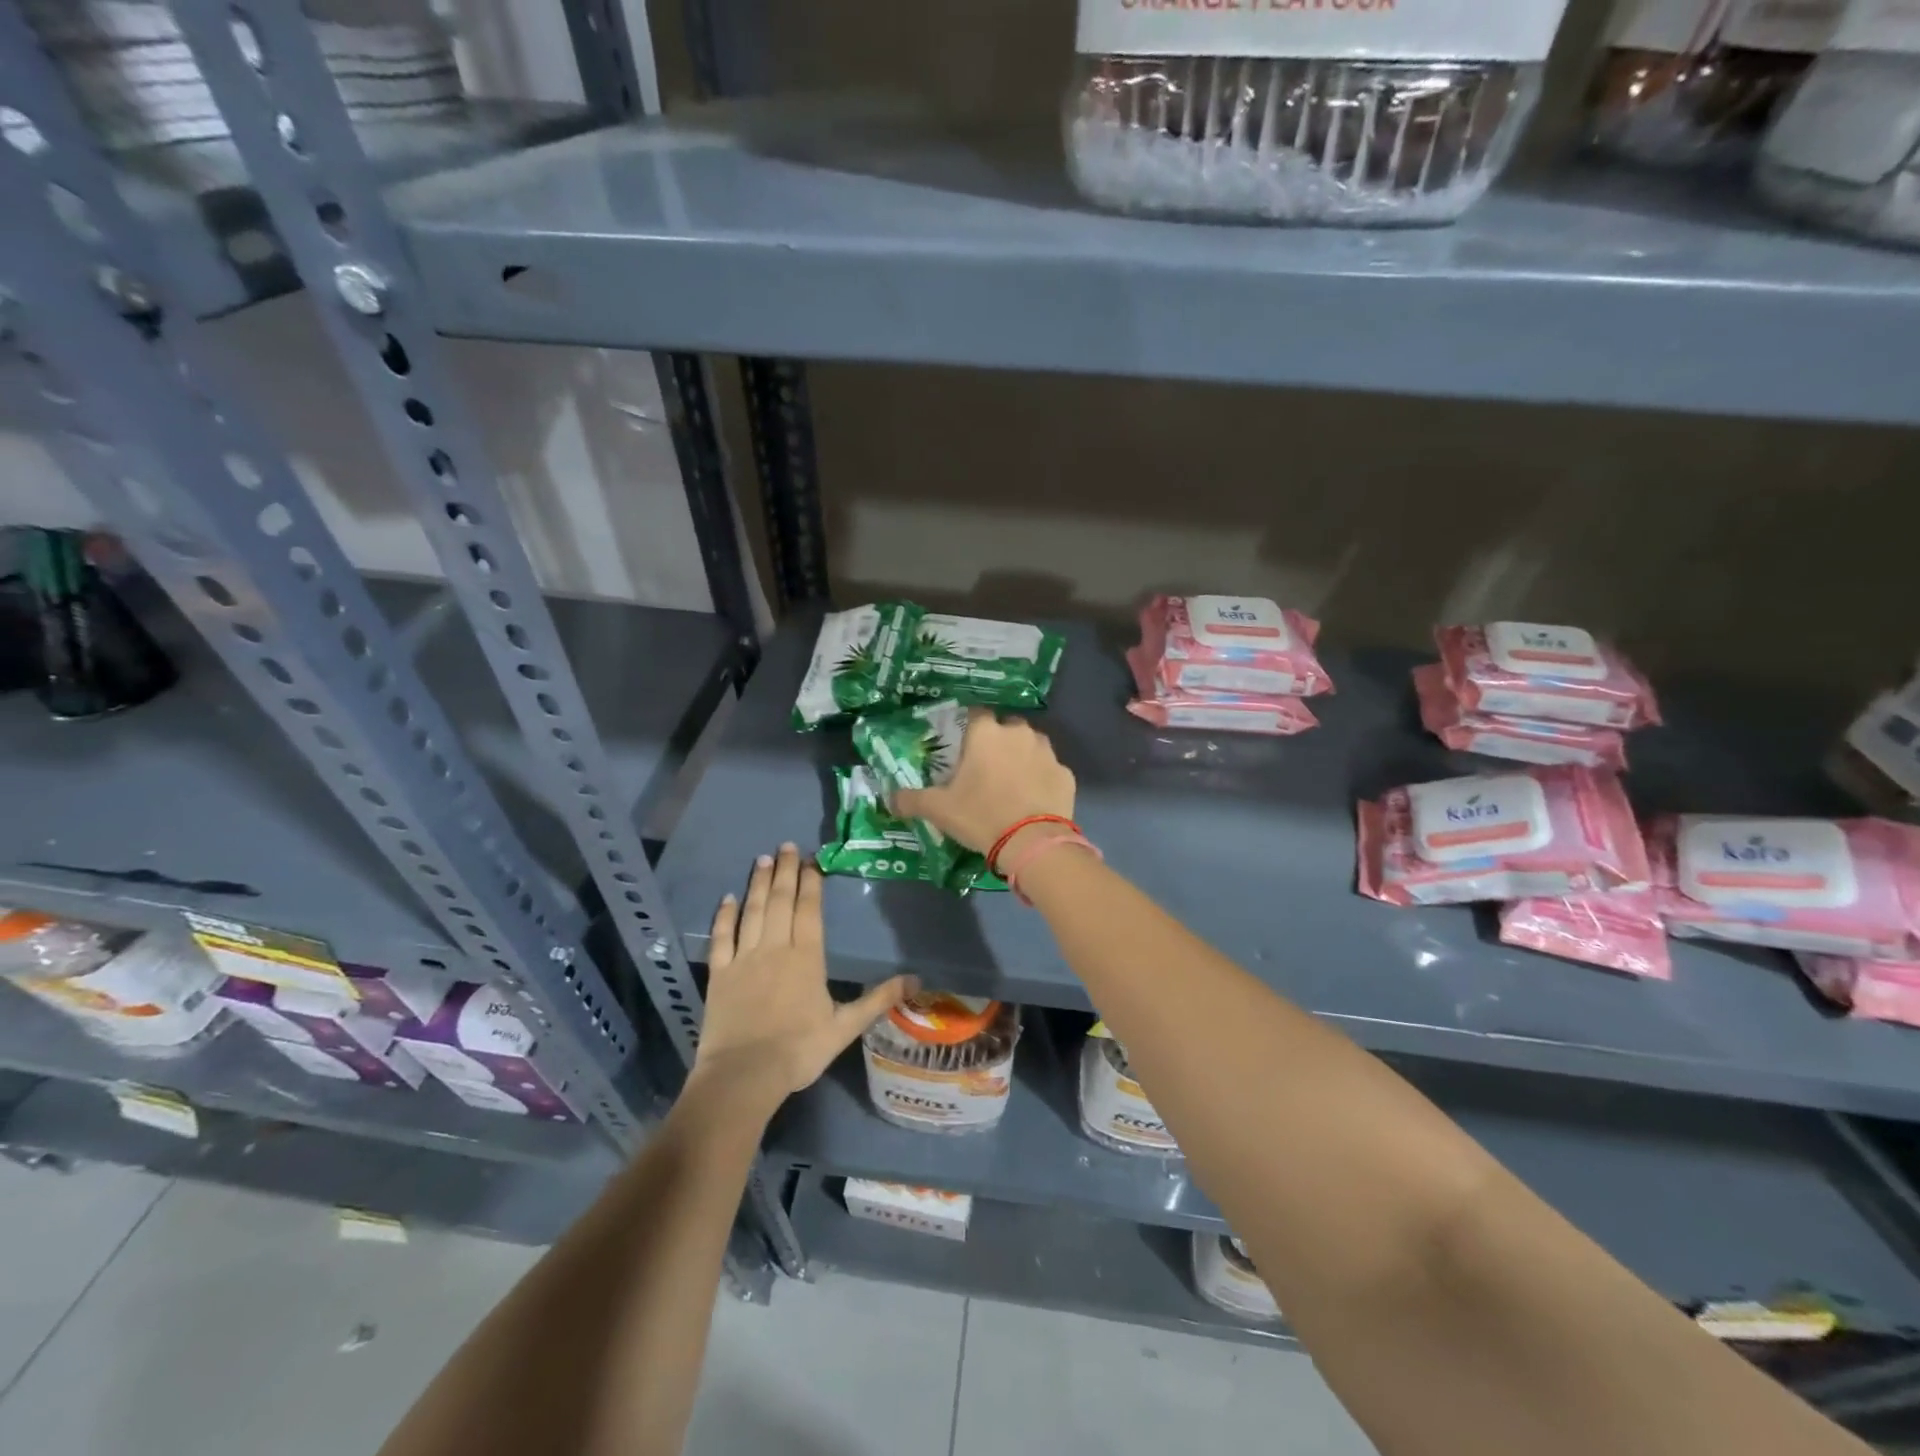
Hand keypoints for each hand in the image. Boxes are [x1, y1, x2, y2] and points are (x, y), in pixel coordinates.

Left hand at [693, 844, 911, 1106]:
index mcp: (807, 957)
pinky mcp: (719, 973)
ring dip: (759, 883)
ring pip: (753, 910)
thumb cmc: (799, 1050)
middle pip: (781, 900)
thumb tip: (916, 979)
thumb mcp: (845, 1027)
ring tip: (763, 859)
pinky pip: (721, 937)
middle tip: (787, 845)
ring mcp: (744, 957)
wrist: (744, 1075)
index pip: (809, 909)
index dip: (811, 882)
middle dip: (785, 871)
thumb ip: (878, 999)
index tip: (812, 859)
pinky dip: (724, 915)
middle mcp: (775, 947)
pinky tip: (727, 898)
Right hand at [893, 711, 1075, 854]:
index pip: (974, 713)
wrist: (1032, 843)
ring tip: (1011, 783)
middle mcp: (1019, 733)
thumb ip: (911, 799)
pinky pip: (1049, 770)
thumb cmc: (981, 816)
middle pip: (1005, 727)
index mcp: (986, 733)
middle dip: (997, 741)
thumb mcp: (938, 809)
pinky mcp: (1066, 774)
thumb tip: (890, 799)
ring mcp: (1047, 752)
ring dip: (1022, 757)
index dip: (967, 727)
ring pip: (1031, 745)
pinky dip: (1041, 779)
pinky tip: (1033, 800)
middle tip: (985, 769)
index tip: (962, 746)